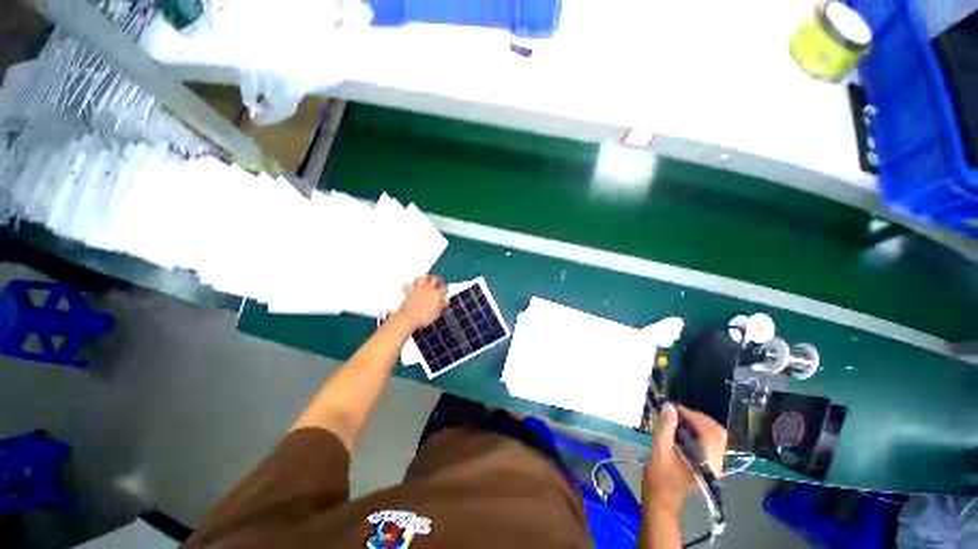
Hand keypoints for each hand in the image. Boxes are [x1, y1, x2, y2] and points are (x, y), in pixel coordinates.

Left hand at [396, 275, 447, 329]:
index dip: (446, 288)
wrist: (409, 317)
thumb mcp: (437, 313)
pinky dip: (416, 280)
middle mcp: (429, 288)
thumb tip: (446, 301)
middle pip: (435, 279)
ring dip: (428, 277)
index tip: (446, 289)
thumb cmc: (423, 317)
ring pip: (424, 278)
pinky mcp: (410, 290)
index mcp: (437, 294)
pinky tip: (416, 280)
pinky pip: (413, 282)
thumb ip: (442, 305)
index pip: (444, 287)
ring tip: (429, 277)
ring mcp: (419, 288)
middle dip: (439, 279)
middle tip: (440, 280)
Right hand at [643, 403, 727, 513]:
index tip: (674, 408)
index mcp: (707, 461)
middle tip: (678, 412)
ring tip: (679, 418)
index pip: (709, 431)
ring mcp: (716, 465)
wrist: (662, 498)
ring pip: (716, 437)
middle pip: (717, 432)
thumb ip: (666, 427)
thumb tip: (669, 406)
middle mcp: (717, 463)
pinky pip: (711, 443)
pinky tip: (683, 430)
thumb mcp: (659, 448)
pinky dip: (700, 432)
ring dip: (699, 424)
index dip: (693, 415)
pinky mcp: (710, 465)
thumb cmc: (659, 475)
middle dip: (698, 418)